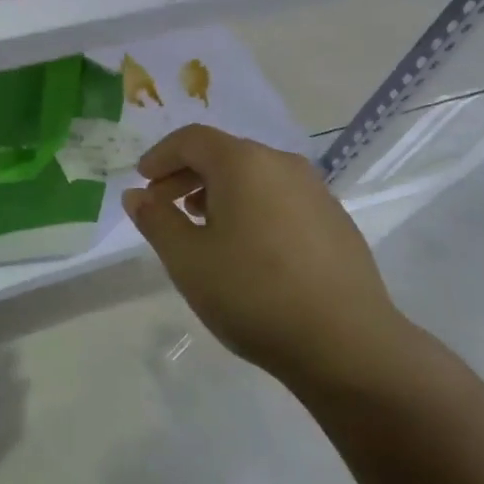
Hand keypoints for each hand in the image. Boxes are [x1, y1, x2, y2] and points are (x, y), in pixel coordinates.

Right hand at [122, 126, 416, 391]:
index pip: (191, 139)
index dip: (160, 156)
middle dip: (186, 175)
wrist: (348, 344)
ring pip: (254, 175)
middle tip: (163, 207)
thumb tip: (136, 195)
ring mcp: (315, 190)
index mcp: (243, 163)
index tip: (142, 181)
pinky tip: (247, 247)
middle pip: (223, 154)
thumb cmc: (254, 294)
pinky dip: (252, 206)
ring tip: (202, 228)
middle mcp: (282, 163)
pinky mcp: (335, 219)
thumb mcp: (188, 260)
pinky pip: (280, 197)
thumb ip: (156, 220)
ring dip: (219, 191)